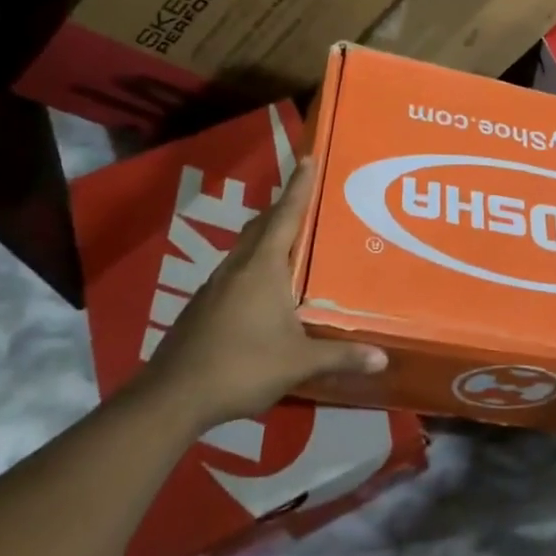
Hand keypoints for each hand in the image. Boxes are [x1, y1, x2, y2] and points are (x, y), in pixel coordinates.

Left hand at [140, 165, 386, 428]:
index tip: (307, 159)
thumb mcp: (298, 362)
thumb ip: (340, 356)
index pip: (286, 216)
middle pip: (262, 225)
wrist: (173, 396)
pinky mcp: (201, 305)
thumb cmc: (242, 366)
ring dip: (265, 237)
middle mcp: (238, 266)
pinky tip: (261, 290)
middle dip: (282, 208)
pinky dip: (251, 265)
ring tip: (287, 243)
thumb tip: (382, 359)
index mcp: (263, 267)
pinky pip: (233, 270)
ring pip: (244, 247)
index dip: (299, 187)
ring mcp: (214, 285)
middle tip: (304, 199)